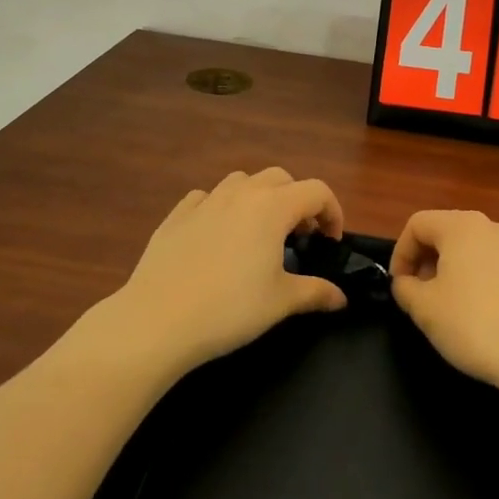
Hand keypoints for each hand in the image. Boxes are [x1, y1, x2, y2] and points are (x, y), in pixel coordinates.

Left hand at [104, 168, 347, 377]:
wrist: (158, 320)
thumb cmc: (230, 309)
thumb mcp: (280, 302)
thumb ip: (316, 292)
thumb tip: (341, 297)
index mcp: (272, 207)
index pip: (317, 191)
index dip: (332, 212)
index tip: (330, 243)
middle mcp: (241, 193)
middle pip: (281, 178)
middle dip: (297, 201)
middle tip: (299, 237)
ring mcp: (205, 200)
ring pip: (242, 182)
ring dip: (260, 198)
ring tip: (259, 233)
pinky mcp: (176, 215)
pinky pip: (207, 198)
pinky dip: (222, 208)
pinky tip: (218, 235)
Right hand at [389, 210, 498, 392]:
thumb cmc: (474, 324)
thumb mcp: (424, 308)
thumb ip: (404, 288)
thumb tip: (405, 283)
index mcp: (460, 226)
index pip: (416, 224)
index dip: (400, 253)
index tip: (399, 286)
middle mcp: (488, 226)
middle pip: (443, 232)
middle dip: (423, 261)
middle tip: (417, 297)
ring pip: (466, 249)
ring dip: (447, 271)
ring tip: (443, 308)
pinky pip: (488, 264)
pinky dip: (471, 279)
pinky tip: (473, 313)